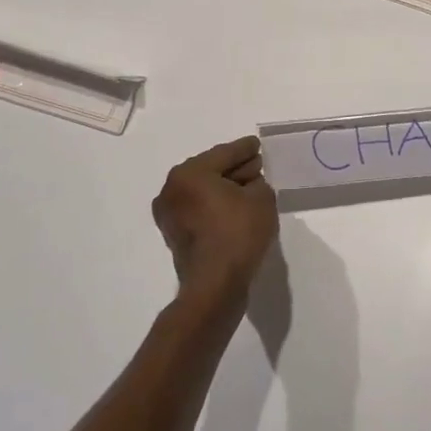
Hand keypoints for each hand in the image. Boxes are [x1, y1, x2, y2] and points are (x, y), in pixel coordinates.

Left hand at [152, 136, 279, 306]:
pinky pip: (199, 210)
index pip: (225, 153)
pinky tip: (235, 210)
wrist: (215, 286)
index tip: (256, 144)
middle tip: (256, 167)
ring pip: (203, 191)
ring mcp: (169, 214)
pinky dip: (215, 206)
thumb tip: (248, 182)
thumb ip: (257, 181)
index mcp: (189, 173)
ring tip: (249, 190)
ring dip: (224, 189)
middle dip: (234, 168)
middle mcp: (172, 189)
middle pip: (210, 170)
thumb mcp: (261, 198)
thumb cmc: (238, 234)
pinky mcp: (174, 234)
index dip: (245, 149)